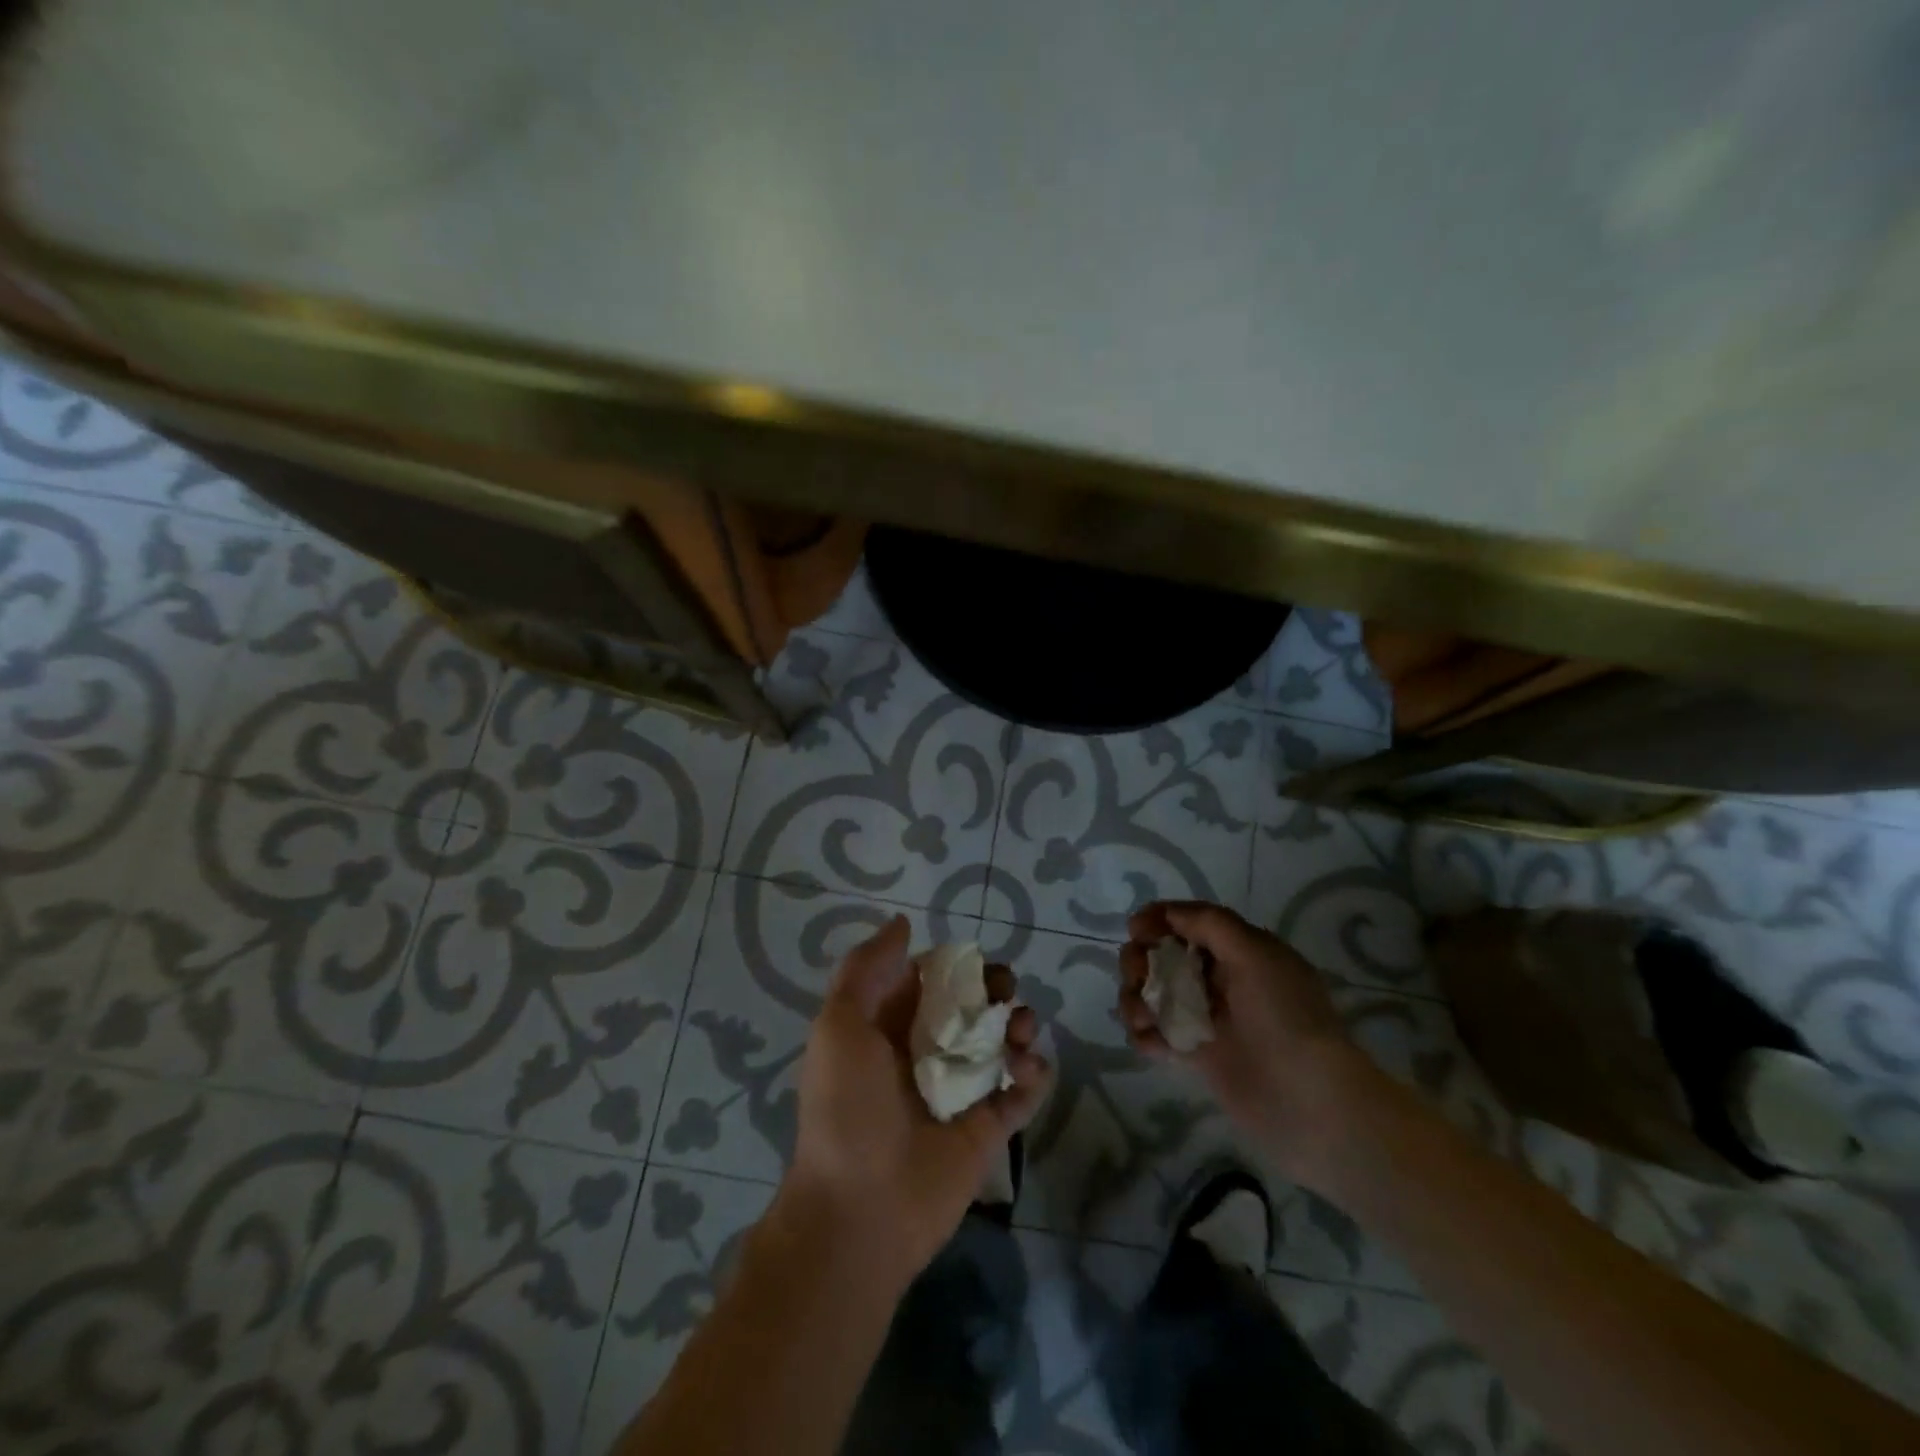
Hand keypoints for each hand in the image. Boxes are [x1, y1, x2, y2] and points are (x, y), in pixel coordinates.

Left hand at [783, 916, 1052, 1284]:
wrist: (860, 1211)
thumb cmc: (846, 1108)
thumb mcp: (838, 1025)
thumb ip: (865, 969)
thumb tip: (904, 924)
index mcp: (889, 1026)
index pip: (931, 979)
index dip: (955, 964)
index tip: (973, 961)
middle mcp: (927, 1052)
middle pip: (973, 1006)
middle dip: (996, 989)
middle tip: (1004, 992)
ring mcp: (960, 1090)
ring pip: (1002, 1042)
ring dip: (1021, 1025)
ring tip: (1021, 1030)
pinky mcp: (988, 1128)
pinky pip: (1021, 1091)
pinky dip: (1034, 1074)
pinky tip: (1027, 1069)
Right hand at [1120, 901, 1390, 1186]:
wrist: (1310, 1100)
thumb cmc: (1284, 1016)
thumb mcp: (1255, 954)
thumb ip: (1210, 924)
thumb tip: (1168, 914)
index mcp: (1239, 951)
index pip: (1190, 923)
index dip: (1159, 920)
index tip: (1135, 929)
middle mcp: (1221, 979)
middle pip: (1163, 956)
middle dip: (1140, 959)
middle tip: (1138, 975)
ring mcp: (1207, 1018)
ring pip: (1153, 994)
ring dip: (1135, 997)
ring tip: (1141, 1017)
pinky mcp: (1197, 1055)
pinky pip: (1157, 1034)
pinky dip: (1144, 1034)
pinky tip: (1149, 1041)